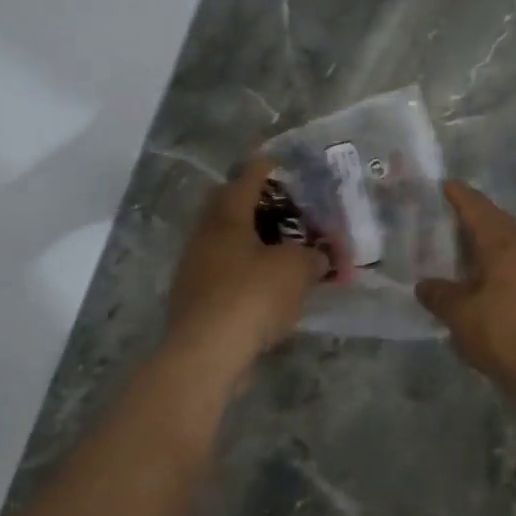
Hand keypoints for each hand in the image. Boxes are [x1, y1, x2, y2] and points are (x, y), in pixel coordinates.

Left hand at [166, 158, 326, 370]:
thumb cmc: (252, 296)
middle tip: (287, 207)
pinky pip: (226, 275)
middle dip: (257, 204)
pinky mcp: (196, 302)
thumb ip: (314, 257)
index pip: (246, 178)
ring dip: (253, 242)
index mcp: (227, 217)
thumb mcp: (297, 269)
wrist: (206, 355)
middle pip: (230, 208)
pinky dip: (247, 273)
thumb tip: (320, 258)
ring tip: (284, 249)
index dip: (265, 167)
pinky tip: (269, 287)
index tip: (279, 160)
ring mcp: (195, 270)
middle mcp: (205, 237)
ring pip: (227, 244)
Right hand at [417, 182, 515, 409]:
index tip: (443, 185)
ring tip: (462, 248)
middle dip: (472, 216)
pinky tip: (486, 278)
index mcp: (503, 242)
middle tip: (446, 218)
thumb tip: (425, 285)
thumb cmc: (510, 334)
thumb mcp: (464, 318)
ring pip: (509, 242)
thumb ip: (442, 297)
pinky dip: (498, 262)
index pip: (477, 207)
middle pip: (496, 221)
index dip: (458, 195)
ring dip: (487, 241)